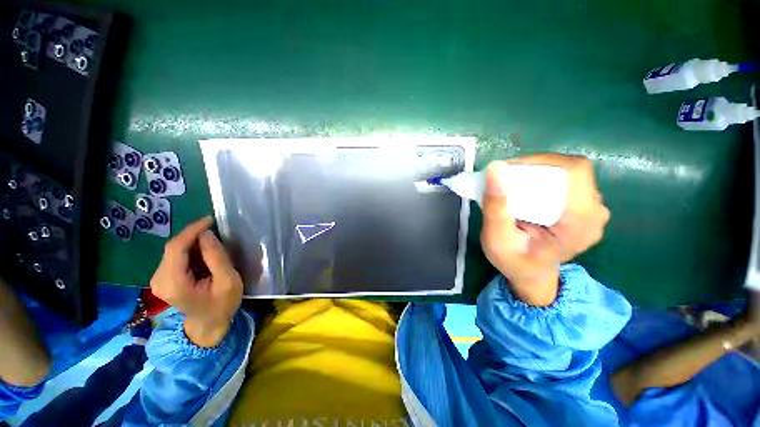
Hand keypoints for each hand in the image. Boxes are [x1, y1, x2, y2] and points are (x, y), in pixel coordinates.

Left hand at [150, 217, 242, 346]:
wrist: (208, 324)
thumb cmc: (222, 304)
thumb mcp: (228, 281)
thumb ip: (217, 258)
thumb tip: (206, 234)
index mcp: (173, 283)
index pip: (176, 248)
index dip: (192, 230)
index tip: (210, 220)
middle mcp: (159, 280)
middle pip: (174, 248)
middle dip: (195, 237)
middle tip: (217, 233)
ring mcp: (158, 279)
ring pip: (174, 251)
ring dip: (194, 244)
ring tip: (214, 246)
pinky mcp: (163, 278)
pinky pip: (175, 256)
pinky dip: (191, 251)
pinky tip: (204, 255)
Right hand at [480, 154, 609, 305]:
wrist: (530, 274)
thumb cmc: (513, 260)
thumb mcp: (497, 238)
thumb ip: (496, 206)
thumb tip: (495, 167)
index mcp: (581, 222)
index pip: (573, 172)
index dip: (541, 162)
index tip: (509, 170)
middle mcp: (595, 212)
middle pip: (570, 170)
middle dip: (534, 167)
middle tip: (505, 178)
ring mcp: (593, 209)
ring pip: (567, 173)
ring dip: (537, 172)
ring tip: (512, 184)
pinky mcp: (584, 207)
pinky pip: (566, 181)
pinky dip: (542, 179)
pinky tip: (525, 190)